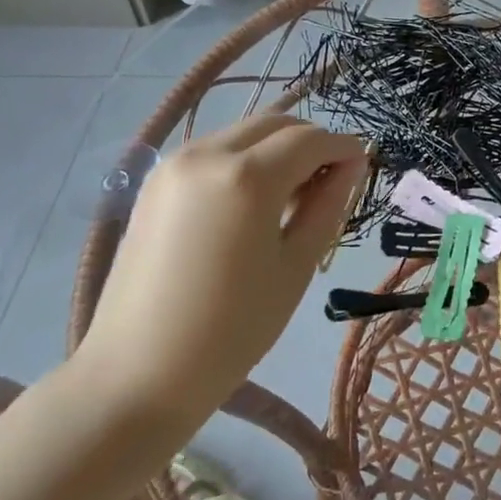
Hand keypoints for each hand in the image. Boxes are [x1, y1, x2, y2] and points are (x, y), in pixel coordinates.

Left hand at [74, 115, 365, 434]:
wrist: (136, 376)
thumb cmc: (231, 330)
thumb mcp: (296, 266)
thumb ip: (328, 205)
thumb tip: (352, 165)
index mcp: (247, 177)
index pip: (310, 139)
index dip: (343, 147)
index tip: (363, 164)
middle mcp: (208, 154)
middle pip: (276, 123)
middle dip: (310, 142)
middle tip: (330, 181)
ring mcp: (175, 164)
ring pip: (244, 134)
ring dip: (276, 150)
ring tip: (290, 198)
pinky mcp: (155, 182)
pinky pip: (215, 152)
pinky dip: (244, 161)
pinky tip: (251, 204)